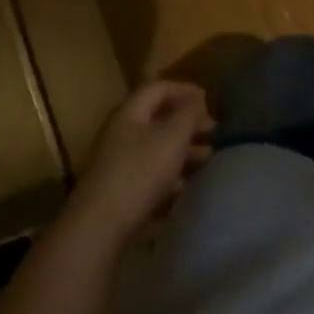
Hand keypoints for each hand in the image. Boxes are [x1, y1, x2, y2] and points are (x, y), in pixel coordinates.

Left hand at [67, 80, 214, 243]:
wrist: (100, 225)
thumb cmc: (140, 172)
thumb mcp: (172, 137)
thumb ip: (188, 114)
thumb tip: (197, 99)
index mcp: (130, 112)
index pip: (159, 88)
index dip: (185, 89)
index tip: (209, 100)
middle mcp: (121, 132)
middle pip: (158, 118)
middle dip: (187, 122)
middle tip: (213, 132)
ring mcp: (117, 161)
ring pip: (155, 146)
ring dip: (182, 149)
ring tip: (207, 159)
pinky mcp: (118, 189)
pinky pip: (149, 172)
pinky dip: (170, 173)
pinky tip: (185, 185)